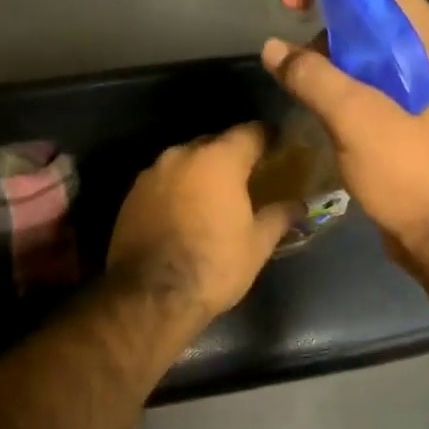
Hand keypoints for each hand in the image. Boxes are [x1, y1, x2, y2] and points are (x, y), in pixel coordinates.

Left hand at [107, 123, 297, 322]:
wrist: (150, 296)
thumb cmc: (213, 265)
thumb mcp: (257, 244)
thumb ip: (278, 216)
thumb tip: (298, 205)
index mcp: (218, 159)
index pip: (251, 132)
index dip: (268, 138)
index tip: (278, 147)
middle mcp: (181, 155)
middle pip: (214, 143)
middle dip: (231, 155)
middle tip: (247, 176)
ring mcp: (151, 173)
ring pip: (184, 162)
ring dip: (200, 173)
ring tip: (213, 196)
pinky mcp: (130, 195)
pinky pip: (163, 182)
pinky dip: (177, 190)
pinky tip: (184, 212)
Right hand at [262, 0, 428, 264]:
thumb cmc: (412, 173)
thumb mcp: (358, 120)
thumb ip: (315, 78)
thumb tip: (273, 48)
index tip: (294, 1)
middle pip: (377, 25)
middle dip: (329, 27)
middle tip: (290, 45)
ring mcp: (426, 97)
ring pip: (372, 61)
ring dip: (332, 61)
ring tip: (297, 77)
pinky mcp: (412, 125)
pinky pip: (373, 92)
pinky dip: (343, 89)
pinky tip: (316, 104)